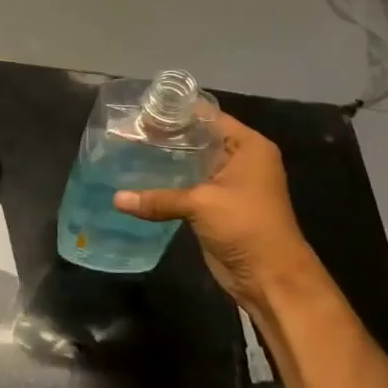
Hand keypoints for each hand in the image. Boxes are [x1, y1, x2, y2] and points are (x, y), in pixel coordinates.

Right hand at [112, 113, 320, 312]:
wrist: (270, 277)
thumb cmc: (246, 226)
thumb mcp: (201, 204)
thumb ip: (158, 198)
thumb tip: (116, 199)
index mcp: (248, 146)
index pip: (209, 116)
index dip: (177, 112)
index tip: (143, 110)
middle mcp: (240, 159)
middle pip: (199, 138)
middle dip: (167, 136)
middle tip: (129, 131)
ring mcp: (229, 184)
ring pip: (192, 163)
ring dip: (166, 160)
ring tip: (129, 150)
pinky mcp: (217, 206)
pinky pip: (189, 187)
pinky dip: (169, 183)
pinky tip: (140, 180)